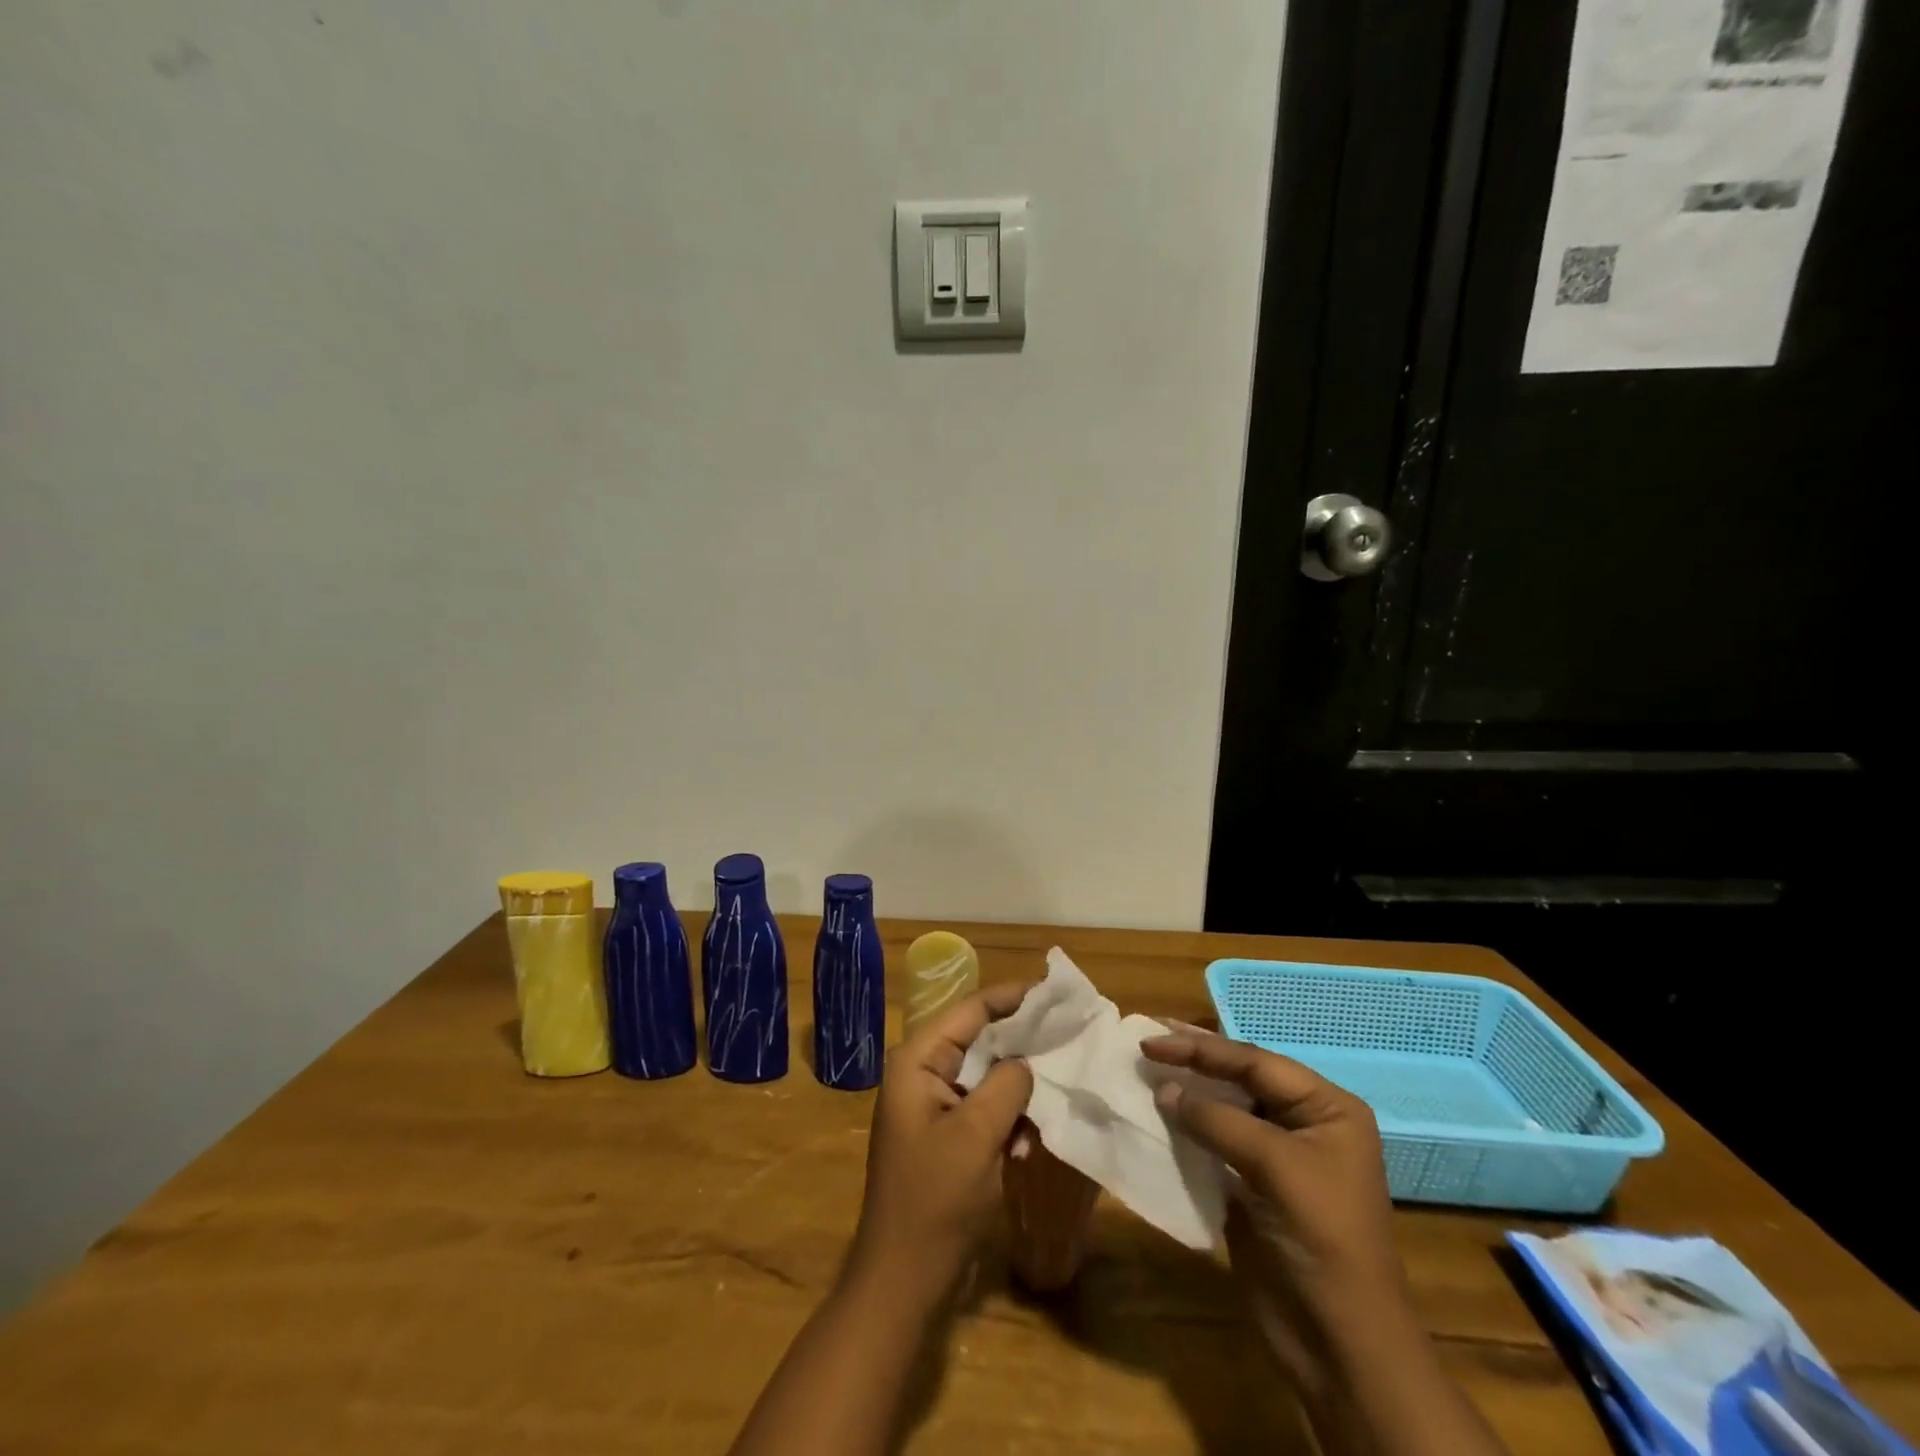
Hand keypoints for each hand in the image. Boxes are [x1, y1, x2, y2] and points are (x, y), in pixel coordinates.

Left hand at [848, 982, 1034, 1302]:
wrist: (902, 1279)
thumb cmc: (934, 1200)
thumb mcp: (976, 1135)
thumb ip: (1006, 1084)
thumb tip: (1028, 1060)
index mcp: (918, 1061)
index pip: (970, 1010)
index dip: (1012, 998)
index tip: (1054, 992)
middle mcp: (922, 1072)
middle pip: (978, 1037)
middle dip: (1021, 1036)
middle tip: (1068, 1029)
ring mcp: (932, 1105)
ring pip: (985, 1072)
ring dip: (1018, 1078)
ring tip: (1061, 1070)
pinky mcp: (945, 1134)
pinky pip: (983, 1104)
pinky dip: (1009, 1110)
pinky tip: (1035, 1128)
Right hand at [1141, 1030, 1411, 1384]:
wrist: (1339, 1343)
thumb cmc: (1321, 1239)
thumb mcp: (1275, 1167)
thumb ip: (1217, 1120)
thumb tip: (1163, 1089)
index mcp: (1327, 1108)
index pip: (1255, 1062)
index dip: (1201, 1048)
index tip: (1152, 1040)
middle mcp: (1304, 1122)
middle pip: (1241, 1077)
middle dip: (1195, 1059)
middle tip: (1147, 1038)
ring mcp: (1279, 1155)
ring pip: (1225, 1107)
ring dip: (1188, 1090)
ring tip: (1146, 1068)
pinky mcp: (1254, 1185)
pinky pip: (1216, 1141)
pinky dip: (1187, 1126)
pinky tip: (1159, 1113)